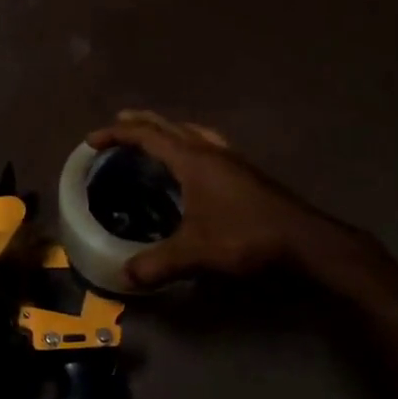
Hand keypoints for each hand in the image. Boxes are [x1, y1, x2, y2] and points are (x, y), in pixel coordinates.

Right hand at [87, 111, 325, 287]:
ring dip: (169, 130)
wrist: (305, 241)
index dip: (118, 134)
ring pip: (193, 132)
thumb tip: (124, 276)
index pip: (148, 136)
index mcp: (193, 160)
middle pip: (170, 125)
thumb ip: (157, 263)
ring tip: (155, 137)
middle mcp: (211, 151)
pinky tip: (194, 164)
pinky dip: (190, 144)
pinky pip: (208, 145)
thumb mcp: (196, 253)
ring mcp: (232, 160)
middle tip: (119, 123)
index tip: (93, 140)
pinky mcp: (245, 173)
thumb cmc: (246, 237)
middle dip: (141, 122)